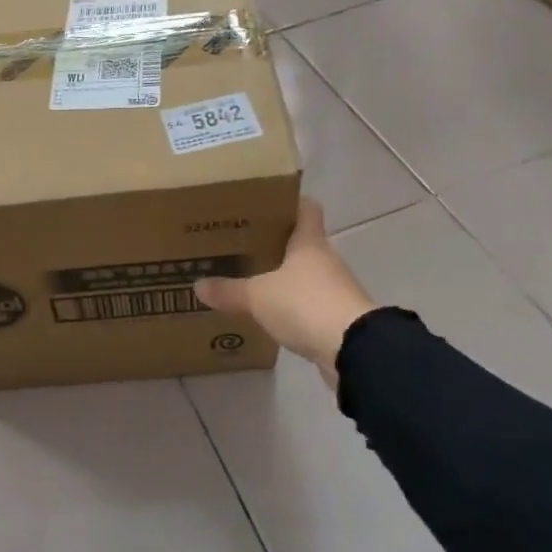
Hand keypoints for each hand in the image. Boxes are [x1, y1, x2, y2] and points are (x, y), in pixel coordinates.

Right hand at [194, 198, 376, 388]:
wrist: (353, 349)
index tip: (264, 204)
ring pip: (304, 274)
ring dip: (283, 277)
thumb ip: (229, 290)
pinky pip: (309, 304)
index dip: (288, 202)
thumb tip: (198, 285)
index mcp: (309, 242)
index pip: (306, 208)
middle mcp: (325, 259)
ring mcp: (335, 289)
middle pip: (301, 243)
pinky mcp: (337, 317)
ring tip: (250, 280)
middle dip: (274, 244)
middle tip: (242, 245)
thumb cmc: (305, 304)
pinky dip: (292, 306)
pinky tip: (270, 314)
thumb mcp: (258, 296)